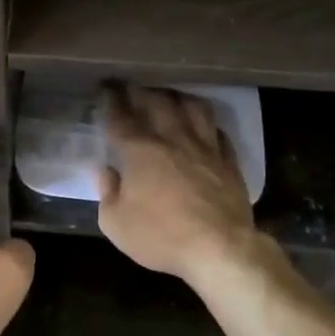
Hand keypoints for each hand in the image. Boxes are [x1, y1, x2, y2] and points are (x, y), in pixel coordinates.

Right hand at [96, 83, 259, 285]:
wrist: (220, 249)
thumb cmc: (161, 236)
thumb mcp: (116, 223)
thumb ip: (107, 193)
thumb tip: (106, 171)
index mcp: (140, 151)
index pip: (120, 118)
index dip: (111, 100)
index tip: (106, 88)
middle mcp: (172, 140)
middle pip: (157, 103)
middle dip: (141, 91)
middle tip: (132, 85)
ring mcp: (205, 148)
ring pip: (193, 109)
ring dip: (178, 98)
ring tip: (170, 97)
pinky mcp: (228, 163)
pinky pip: (219, 133)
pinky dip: (208, 126)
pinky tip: (204, 127)